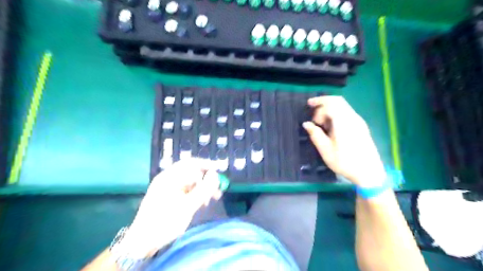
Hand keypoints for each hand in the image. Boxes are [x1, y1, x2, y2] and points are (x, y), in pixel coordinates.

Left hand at [120, 158, 219, 257]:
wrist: (142, 243)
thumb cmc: (164, 223)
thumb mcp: (188, 206)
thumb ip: (203, 189)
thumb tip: (215, 175)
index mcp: (169, 177)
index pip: (191, 163)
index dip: (206, 164)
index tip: (219, 170)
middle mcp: (167, 179)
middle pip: (191, 172)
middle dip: (206, 179)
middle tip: (218, 189)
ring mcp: (167, 188)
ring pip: (190, 182)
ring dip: (202, 188)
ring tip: (211, 200)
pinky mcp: (168, 197)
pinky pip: (185, 190)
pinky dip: (195, 194)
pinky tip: (201, 203)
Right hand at [303, 96, 387, 187]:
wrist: (369, 172)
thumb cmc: (345, 162)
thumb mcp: (326, 150)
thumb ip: (315, 134)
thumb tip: (306, 124)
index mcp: (344, 122)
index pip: (330, 104)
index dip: (318, 109)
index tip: (312, 122)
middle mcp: (352, 117)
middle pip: (337, 100)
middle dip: (322, 101)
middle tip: (310, 105)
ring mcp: (358, 121)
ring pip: (342, 105)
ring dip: (329, 107)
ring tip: (319, 118)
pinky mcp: (360, 126)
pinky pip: (346, 111)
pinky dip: (335, 112)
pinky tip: (330, 123)